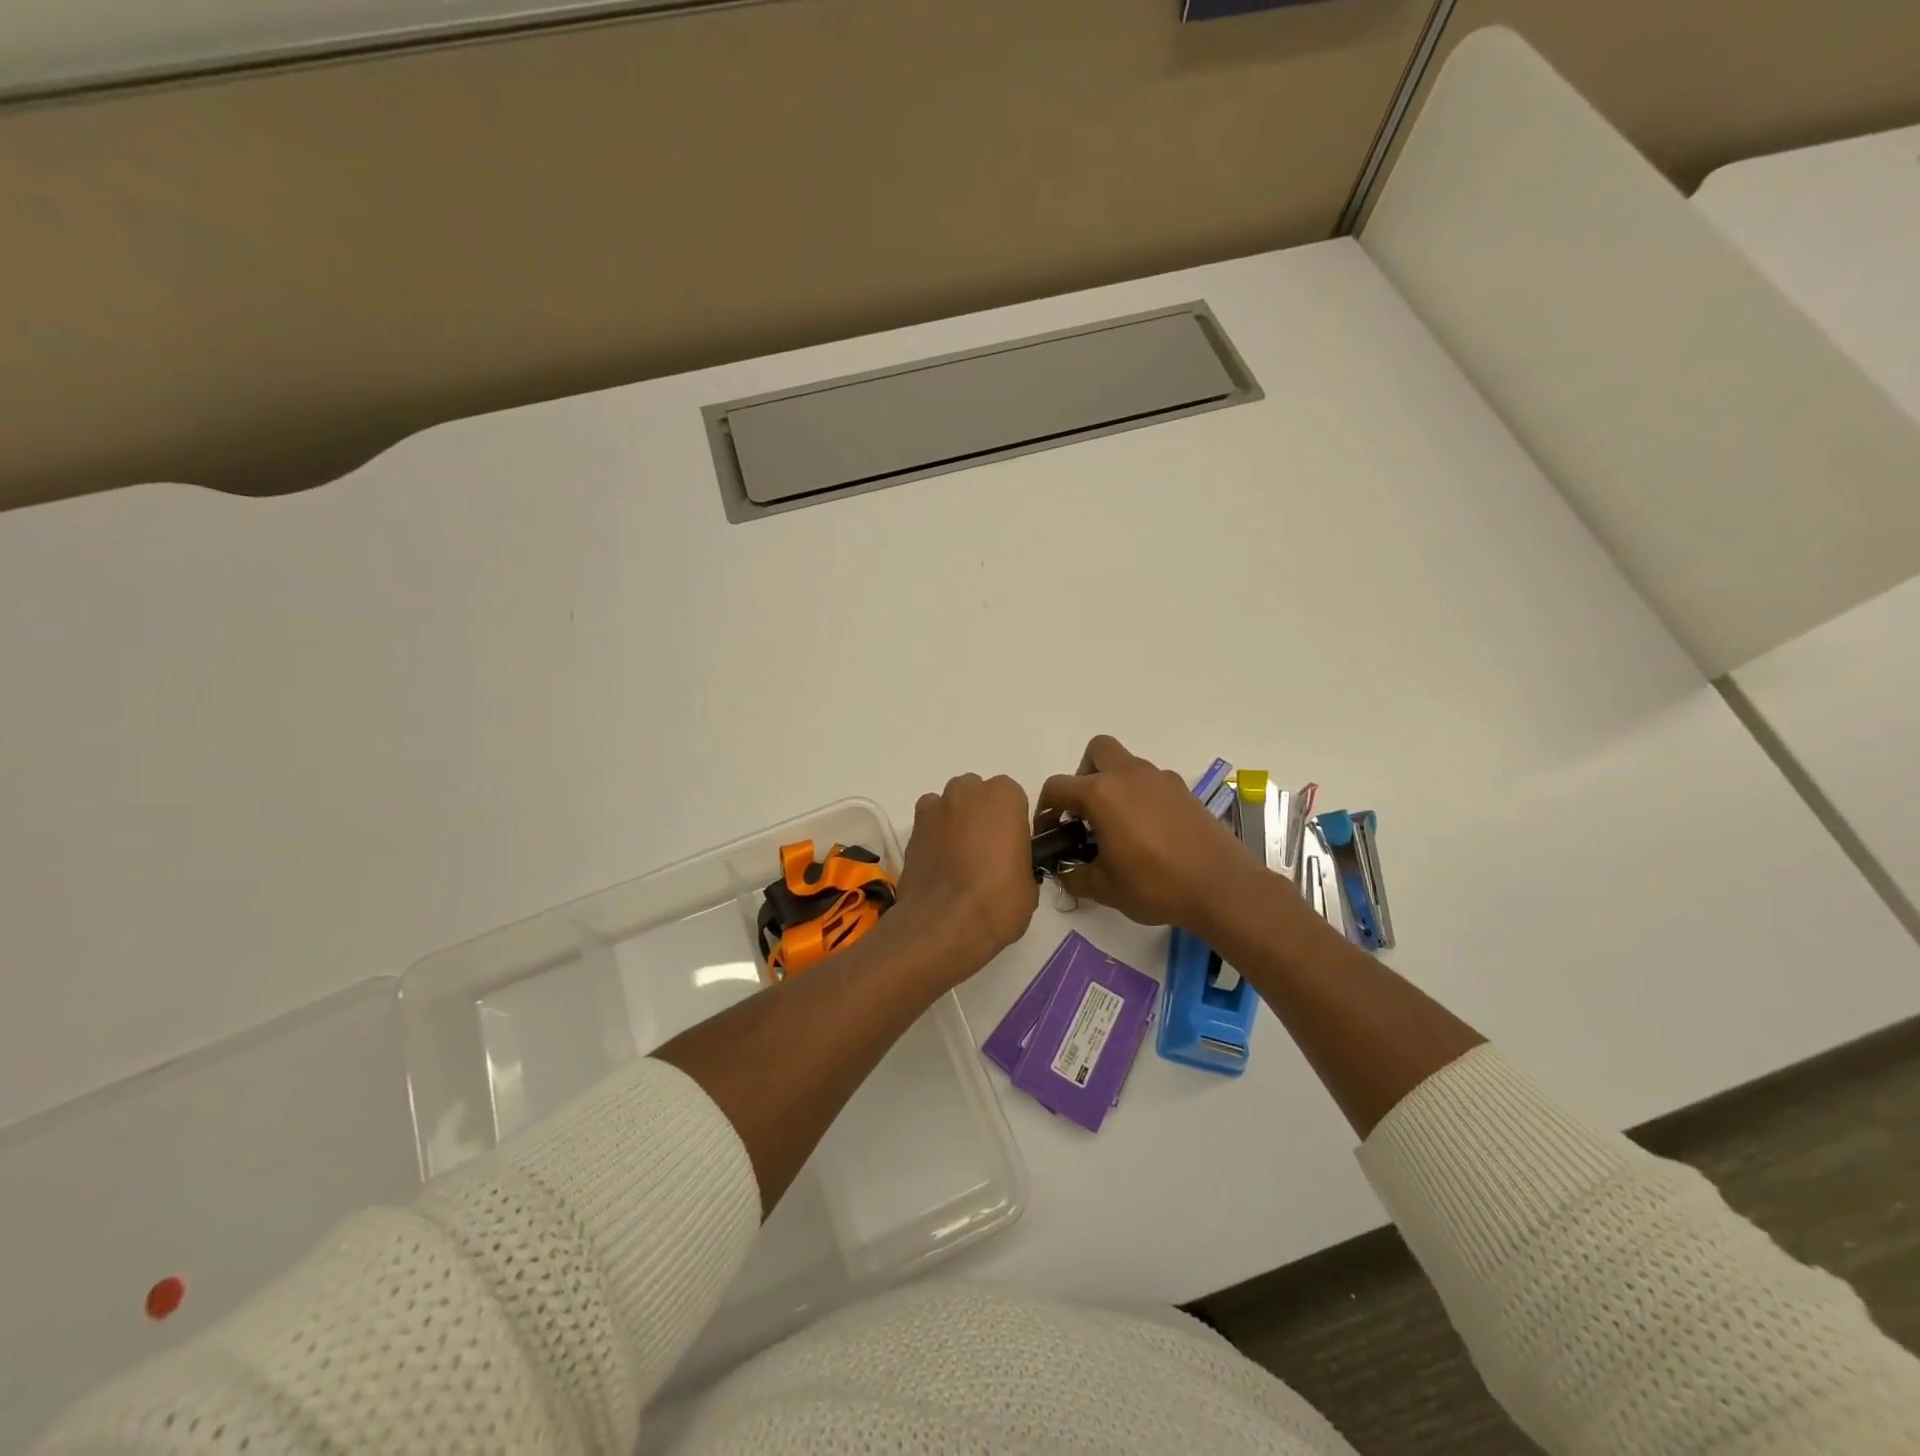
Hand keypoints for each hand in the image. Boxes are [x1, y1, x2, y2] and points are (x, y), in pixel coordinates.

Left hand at [893, 773, 1039, 980]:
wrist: (944, 925)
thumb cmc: (998, 901)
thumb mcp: (1029, 885)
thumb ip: (1021, 861)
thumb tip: (1010, 868)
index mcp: (1004, 797)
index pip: (1013, 797)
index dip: (1013, 821)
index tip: (1013, 846)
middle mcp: (967, 792)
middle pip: (977, 793)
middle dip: (981, 813)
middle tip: (987, 850)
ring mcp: (935, 809)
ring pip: (949, 804)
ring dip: (955, 820)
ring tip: (959, 856)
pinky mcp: (912, 830)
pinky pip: (927, 824)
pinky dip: (933, 836)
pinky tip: (939, 863)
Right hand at [1037, 735, 1260, 932]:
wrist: (1222, 888)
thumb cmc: (1155, 885)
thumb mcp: (1103, 888)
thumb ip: (1074, 875)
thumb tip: (1064, 870)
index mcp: (1102, 793)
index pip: (1058, 787)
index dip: (1046, 809)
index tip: (1049, 833)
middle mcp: (1129, 775)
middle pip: (1096, 751)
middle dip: (1083, 776)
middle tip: (1086, 812)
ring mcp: (1160, 779)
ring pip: (1126, 764)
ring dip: (1113, 785)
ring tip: (1117, 827)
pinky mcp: (1184, 791)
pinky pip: (1151, 782)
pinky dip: (1140, 797)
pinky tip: (1148, 832)